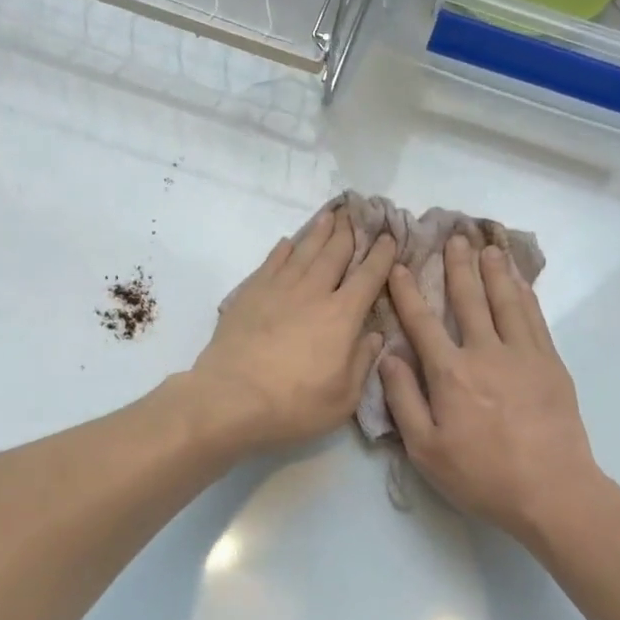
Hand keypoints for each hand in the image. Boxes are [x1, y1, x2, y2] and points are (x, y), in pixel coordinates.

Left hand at [189, 208, 395, 452]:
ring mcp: (278, 290)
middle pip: (335, 254)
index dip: (381, 256)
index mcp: (341, 316)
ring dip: (319, 232)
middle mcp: (313, 293)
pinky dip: (283, 250)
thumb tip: (373, 335)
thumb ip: (361, 362)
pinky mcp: (249, 295)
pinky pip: (271, 263)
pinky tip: (287, 242)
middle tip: (358, 214)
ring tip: (330, 216)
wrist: (230, 399)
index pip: (368, 277)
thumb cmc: (294, 405)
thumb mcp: (343, 398)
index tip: (389, 238)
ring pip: (303, 252)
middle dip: (350, 233)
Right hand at [379, 237, 603, 546]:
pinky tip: (521, 283)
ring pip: (506, 301)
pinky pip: (535, 319)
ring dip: (494, 271)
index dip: (409, 292)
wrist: (551, 490)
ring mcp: (523, 355)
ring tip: (488, 246)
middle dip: (458, 266)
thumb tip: (388, 356)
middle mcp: (486, 352)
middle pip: (469, 299)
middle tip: (454, 236)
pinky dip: (525, 295)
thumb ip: (404, 399)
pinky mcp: (551, 364)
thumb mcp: (425, 448)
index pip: (423, 323)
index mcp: (450, 373)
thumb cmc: (481, 475)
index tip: (401, 266)